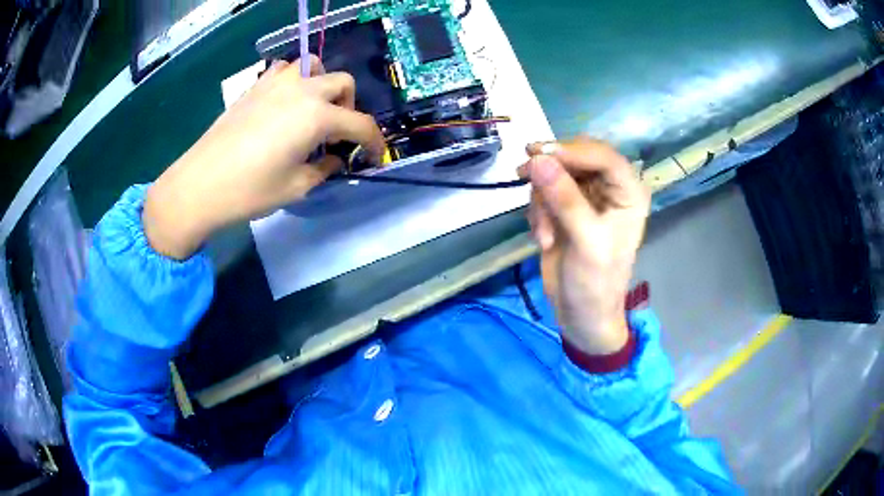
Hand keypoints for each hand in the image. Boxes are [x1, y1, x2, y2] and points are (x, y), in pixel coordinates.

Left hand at [143, 57, 384, 259]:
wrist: (200, 184)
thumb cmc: (250, 191)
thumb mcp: (296, 187)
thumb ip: (325, 169)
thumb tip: (336, 159)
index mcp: (317, 116)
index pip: (360, 124)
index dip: (373, 142)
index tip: (374, 157)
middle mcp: (302, 90)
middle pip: (343, 83)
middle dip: (349, 107)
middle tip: (336, 135)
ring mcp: (277, 83)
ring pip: (315, 66)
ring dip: (323, 86)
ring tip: (312, 111)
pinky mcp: (256, 86)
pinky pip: (285, 70)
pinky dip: (295, 80)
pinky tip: (285, 103)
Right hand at [518, 137, 649, 354]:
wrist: (580, 315)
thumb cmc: (595, 283)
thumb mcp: (585, 242)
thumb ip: (565, 199)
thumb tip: (538, 159)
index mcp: (628, 192)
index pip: (602, 155)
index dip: (571, 150)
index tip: (538, 154)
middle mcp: (609, 188)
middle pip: (575, 157)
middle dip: (550, 172)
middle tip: (523, 175)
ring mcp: (586, 196)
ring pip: (554, 173)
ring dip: (541, 200)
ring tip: (544, 234)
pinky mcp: (565, 207)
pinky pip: (543, 191)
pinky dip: (537, 212)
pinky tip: (543, 238)